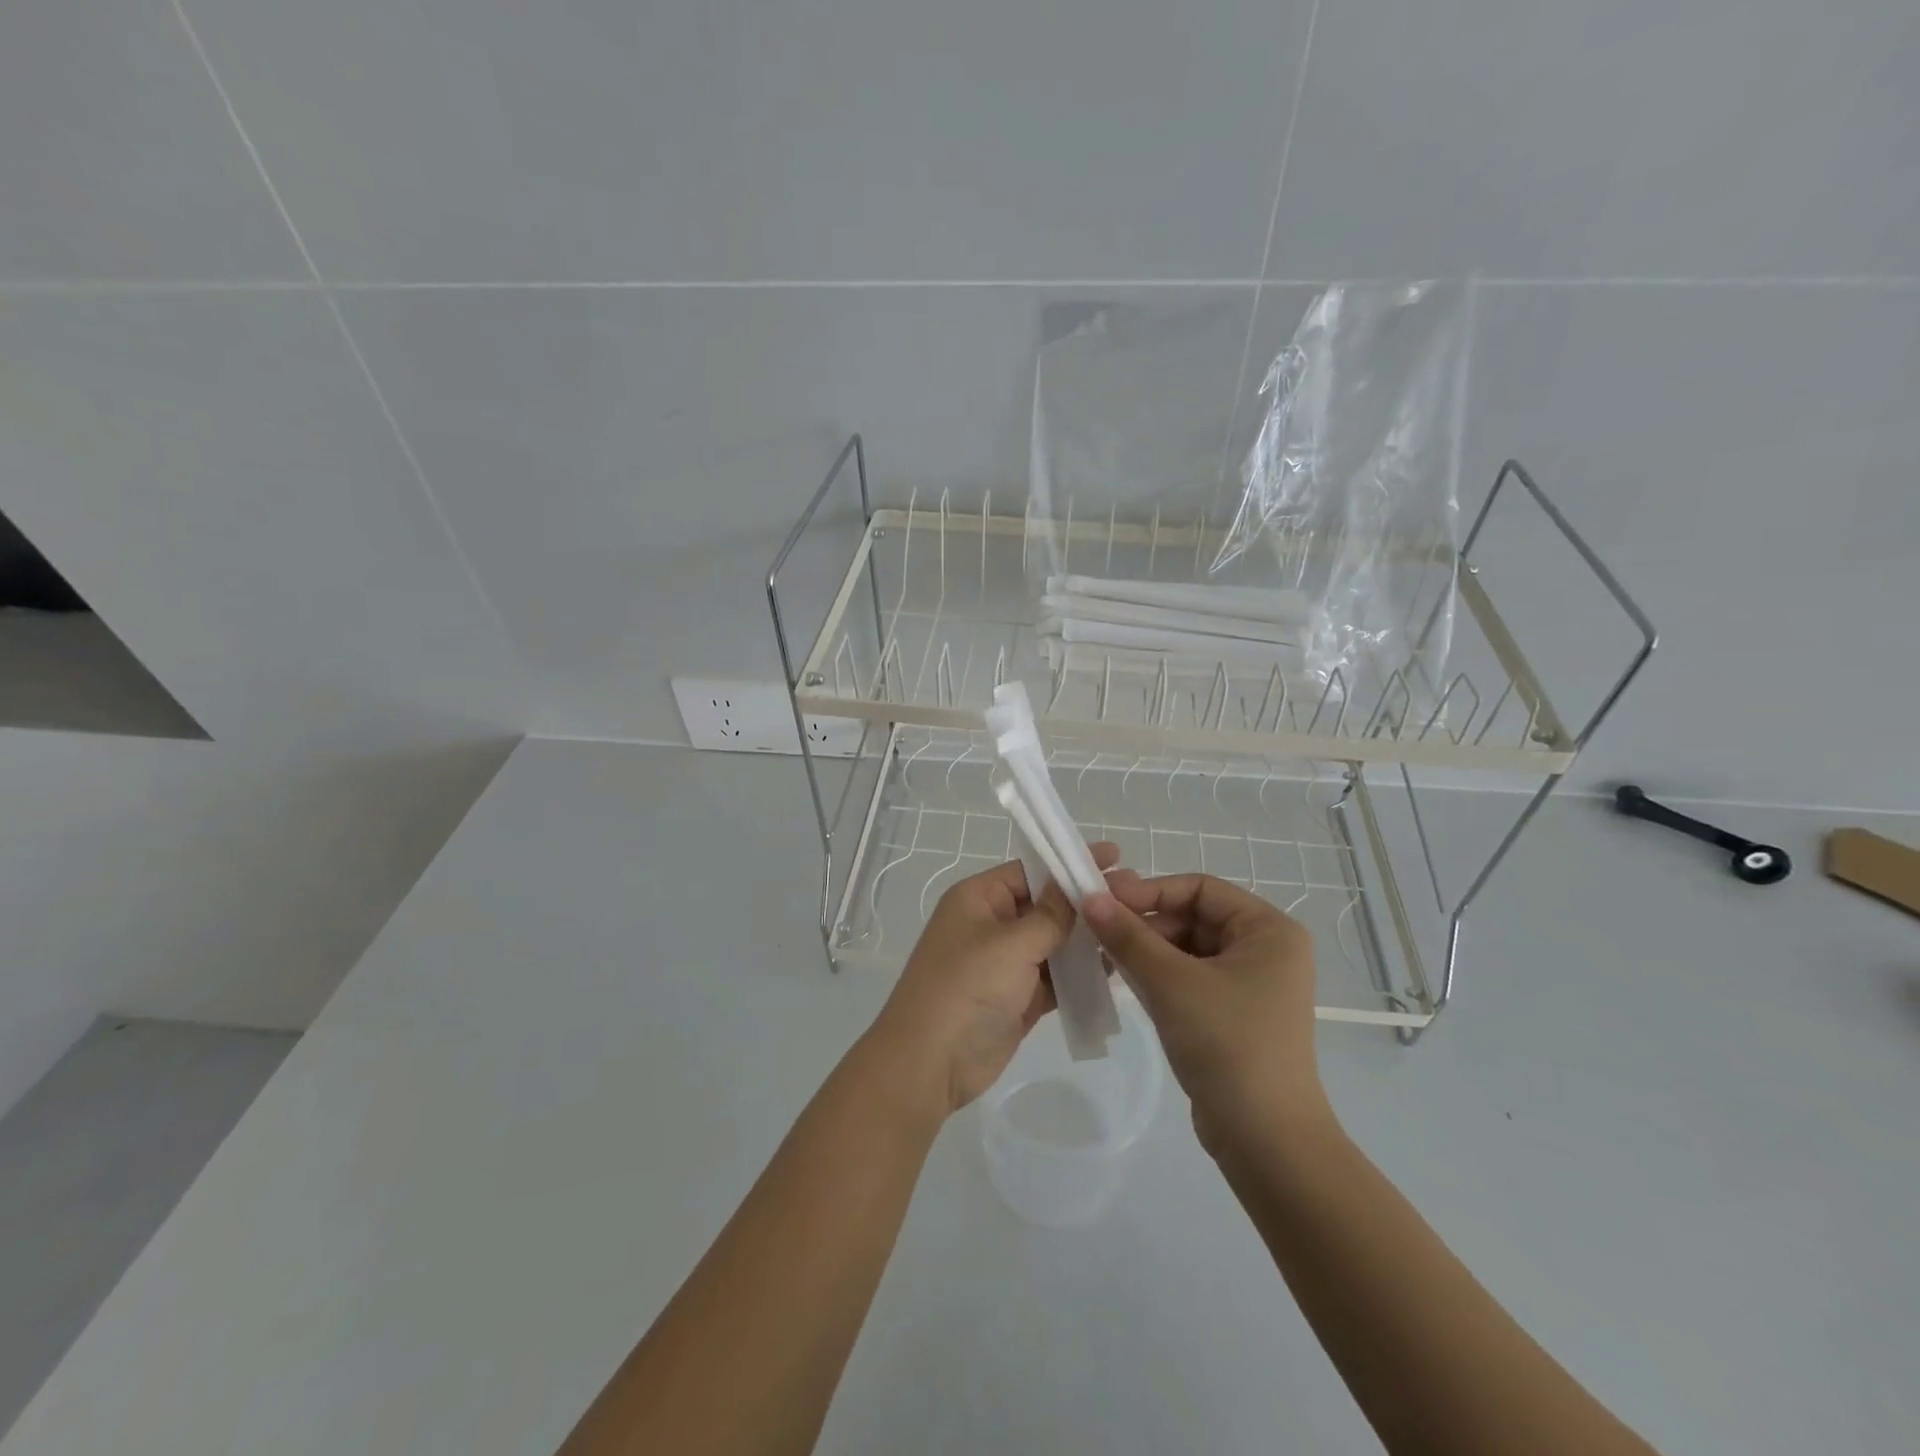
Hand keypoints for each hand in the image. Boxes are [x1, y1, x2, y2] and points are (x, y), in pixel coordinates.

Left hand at [870, 844, 1119, 1114]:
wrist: (930, 1063)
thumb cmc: (967, 987)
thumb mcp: (1011, 943)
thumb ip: (1050, 915)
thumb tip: (1075, 887)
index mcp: (978, 898)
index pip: (1030, 870)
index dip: (1069, 863)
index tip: (1114, 857)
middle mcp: (991, 925)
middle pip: (1045, 905)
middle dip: (1084, 902)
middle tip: (1134, 894)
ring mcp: (1004, 963)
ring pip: (1053, 942)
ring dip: (1087, 938)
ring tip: (1134, 928)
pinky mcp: (1017, 998)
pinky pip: (1055, 977)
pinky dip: (1080, 974)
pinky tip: (1116, 967)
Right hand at [1083, 872, 1329, 1155]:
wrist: (1266, 1141)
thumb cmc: (1227, 1044)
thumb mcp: (1171, 982)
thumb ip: (1128, 936)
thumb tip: (1089, 897)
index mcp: (1268, 929)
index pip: (1199, 888)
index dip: (1149, 890)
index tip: (1102, 899)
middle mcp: (1265, 949)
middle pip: (1192, 917)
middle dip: (1144, 923)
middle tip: (1096, 930)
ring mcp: (1251, 984)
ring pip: (1186, 948)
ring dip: (1145, 950)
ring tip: (1101, 955)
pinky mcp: (1233, 1015)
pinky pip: (1189, 978)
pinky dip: (1157, 975)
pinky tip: (1122, 980)